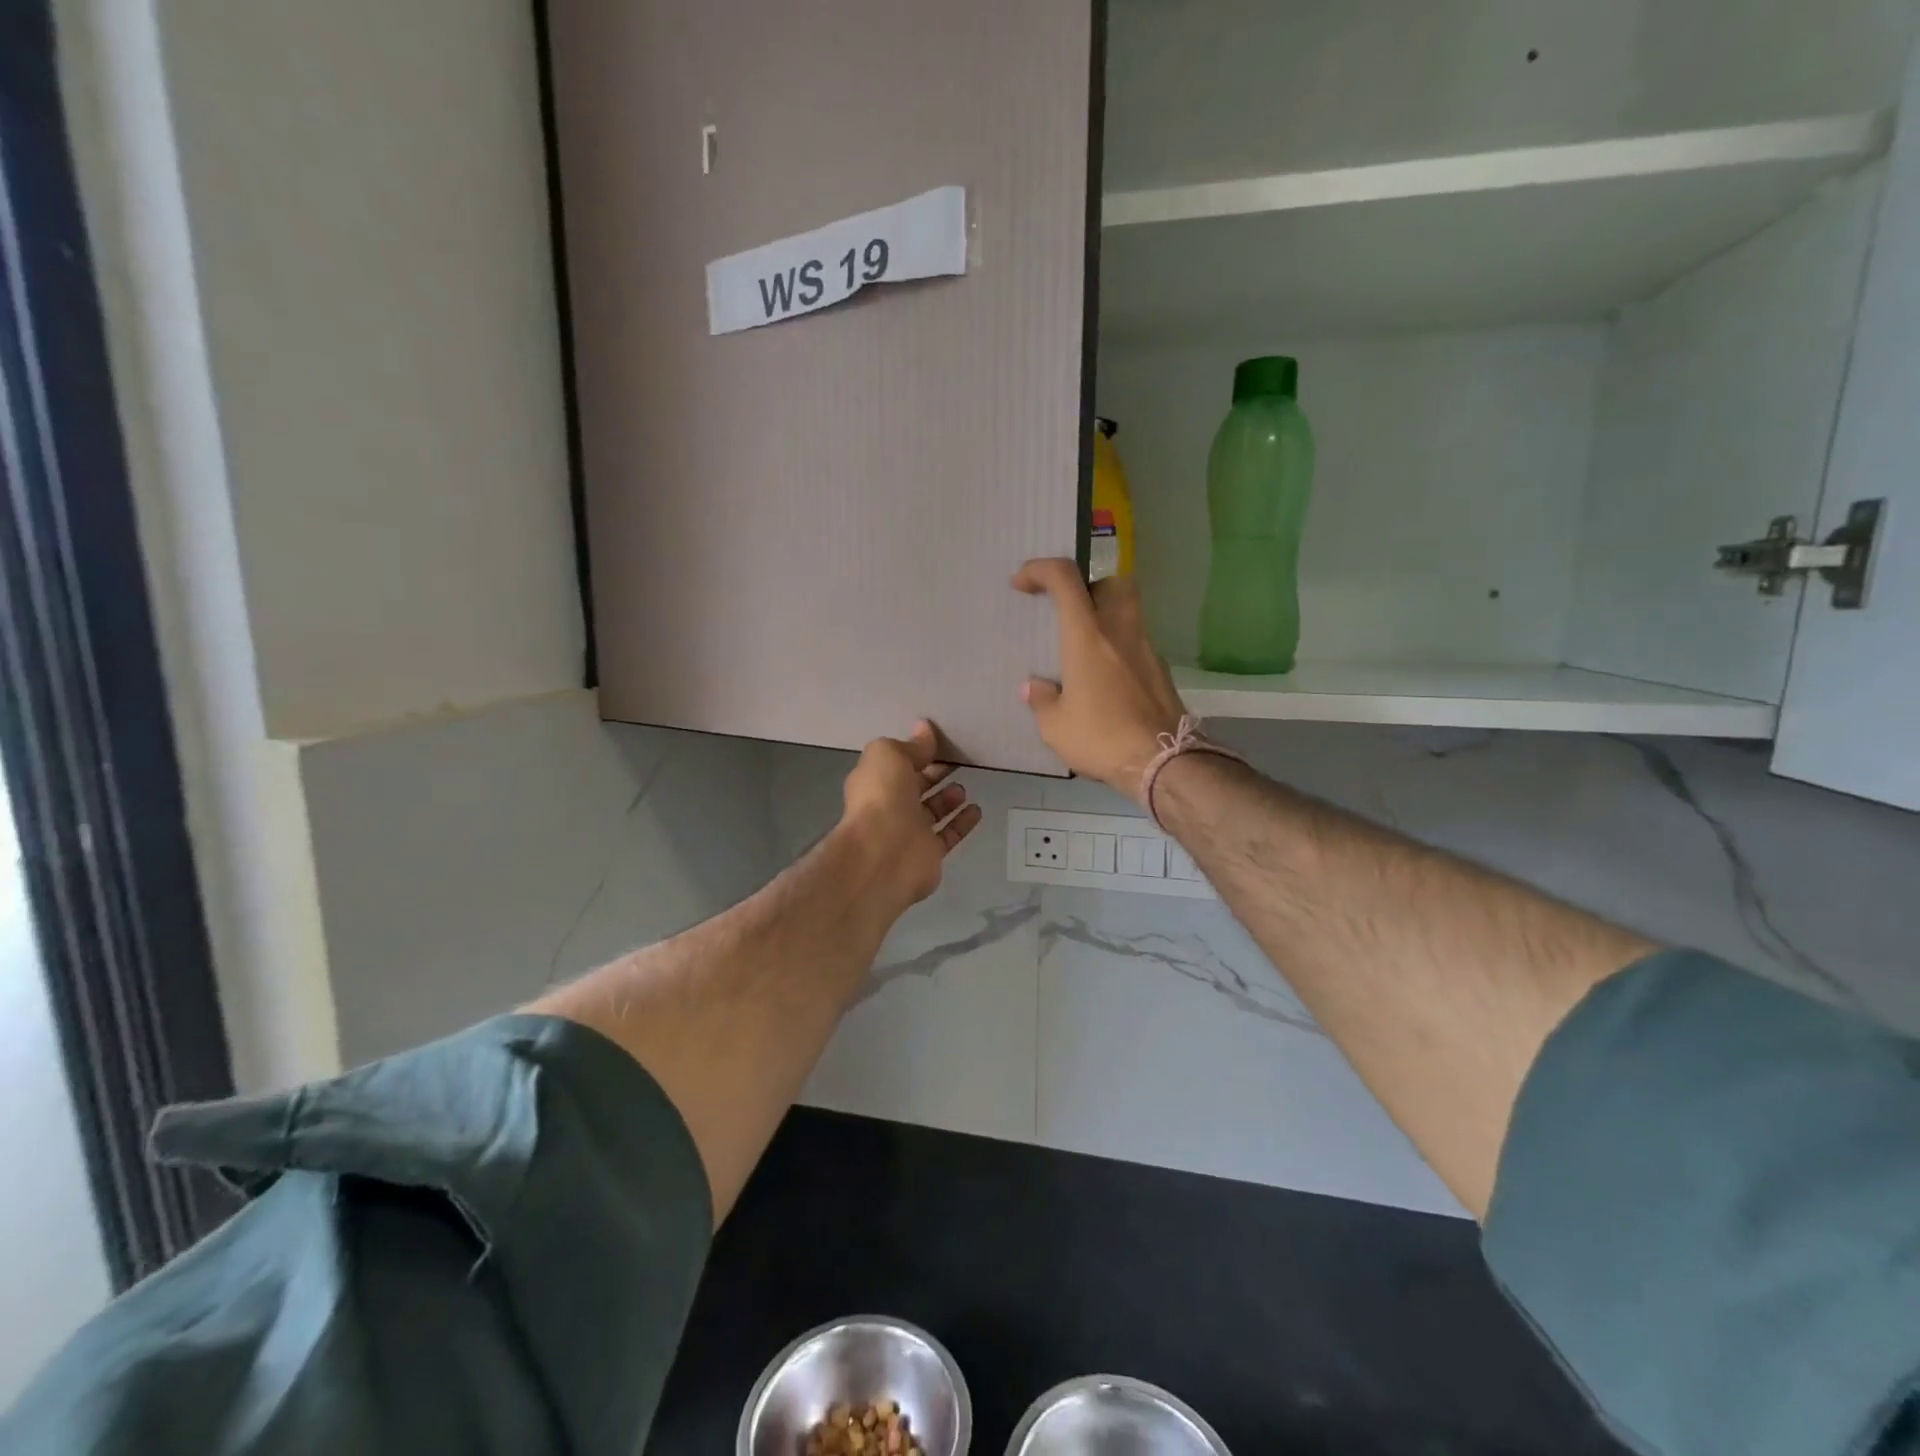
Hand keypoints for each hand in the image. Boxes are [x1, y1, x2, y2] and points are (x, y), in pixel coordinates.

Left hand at [839, 721, 982, 906]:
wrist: (883, 854)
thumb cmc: (882, 797)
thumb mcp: (889, 755)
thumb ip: (910, 745)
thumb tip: (925, 729)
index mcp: (875, 781)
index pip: (898, 763)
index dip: (917, 752)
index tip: (941, 741)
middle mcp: (890, 806)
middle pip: (916, 786)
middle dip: (935, 774)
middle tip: (958, 761)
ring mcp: (910, 832)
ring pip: (932, 811)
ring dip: (948, 798)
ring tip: (963, 787)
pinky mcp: (929, 853)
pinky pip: (949, 835)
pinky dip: (962, 823)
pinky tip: (976, 810)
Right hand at [1013, 559, 1185, 802]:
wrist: (1163, 762)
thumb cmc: (1101, 738)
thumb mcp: (1055, 726)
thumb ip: (1042, 700)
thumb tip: (1034, 687)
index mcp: (1087, 635)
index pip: (1064, 578)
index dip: (1039, 570)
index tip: (1022, 583)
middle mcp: (1120, 631)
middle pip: (1111, 581)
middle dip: (1087, 585)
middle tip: (1069, 611)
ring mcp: (1146, 649)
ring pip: (1128, 611)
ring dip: (1105, 618)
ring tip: (1083, 652)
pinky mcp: (1160, 671)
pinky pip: (1136, 644)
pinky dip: (1118, 649)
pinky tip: (1105, 681)